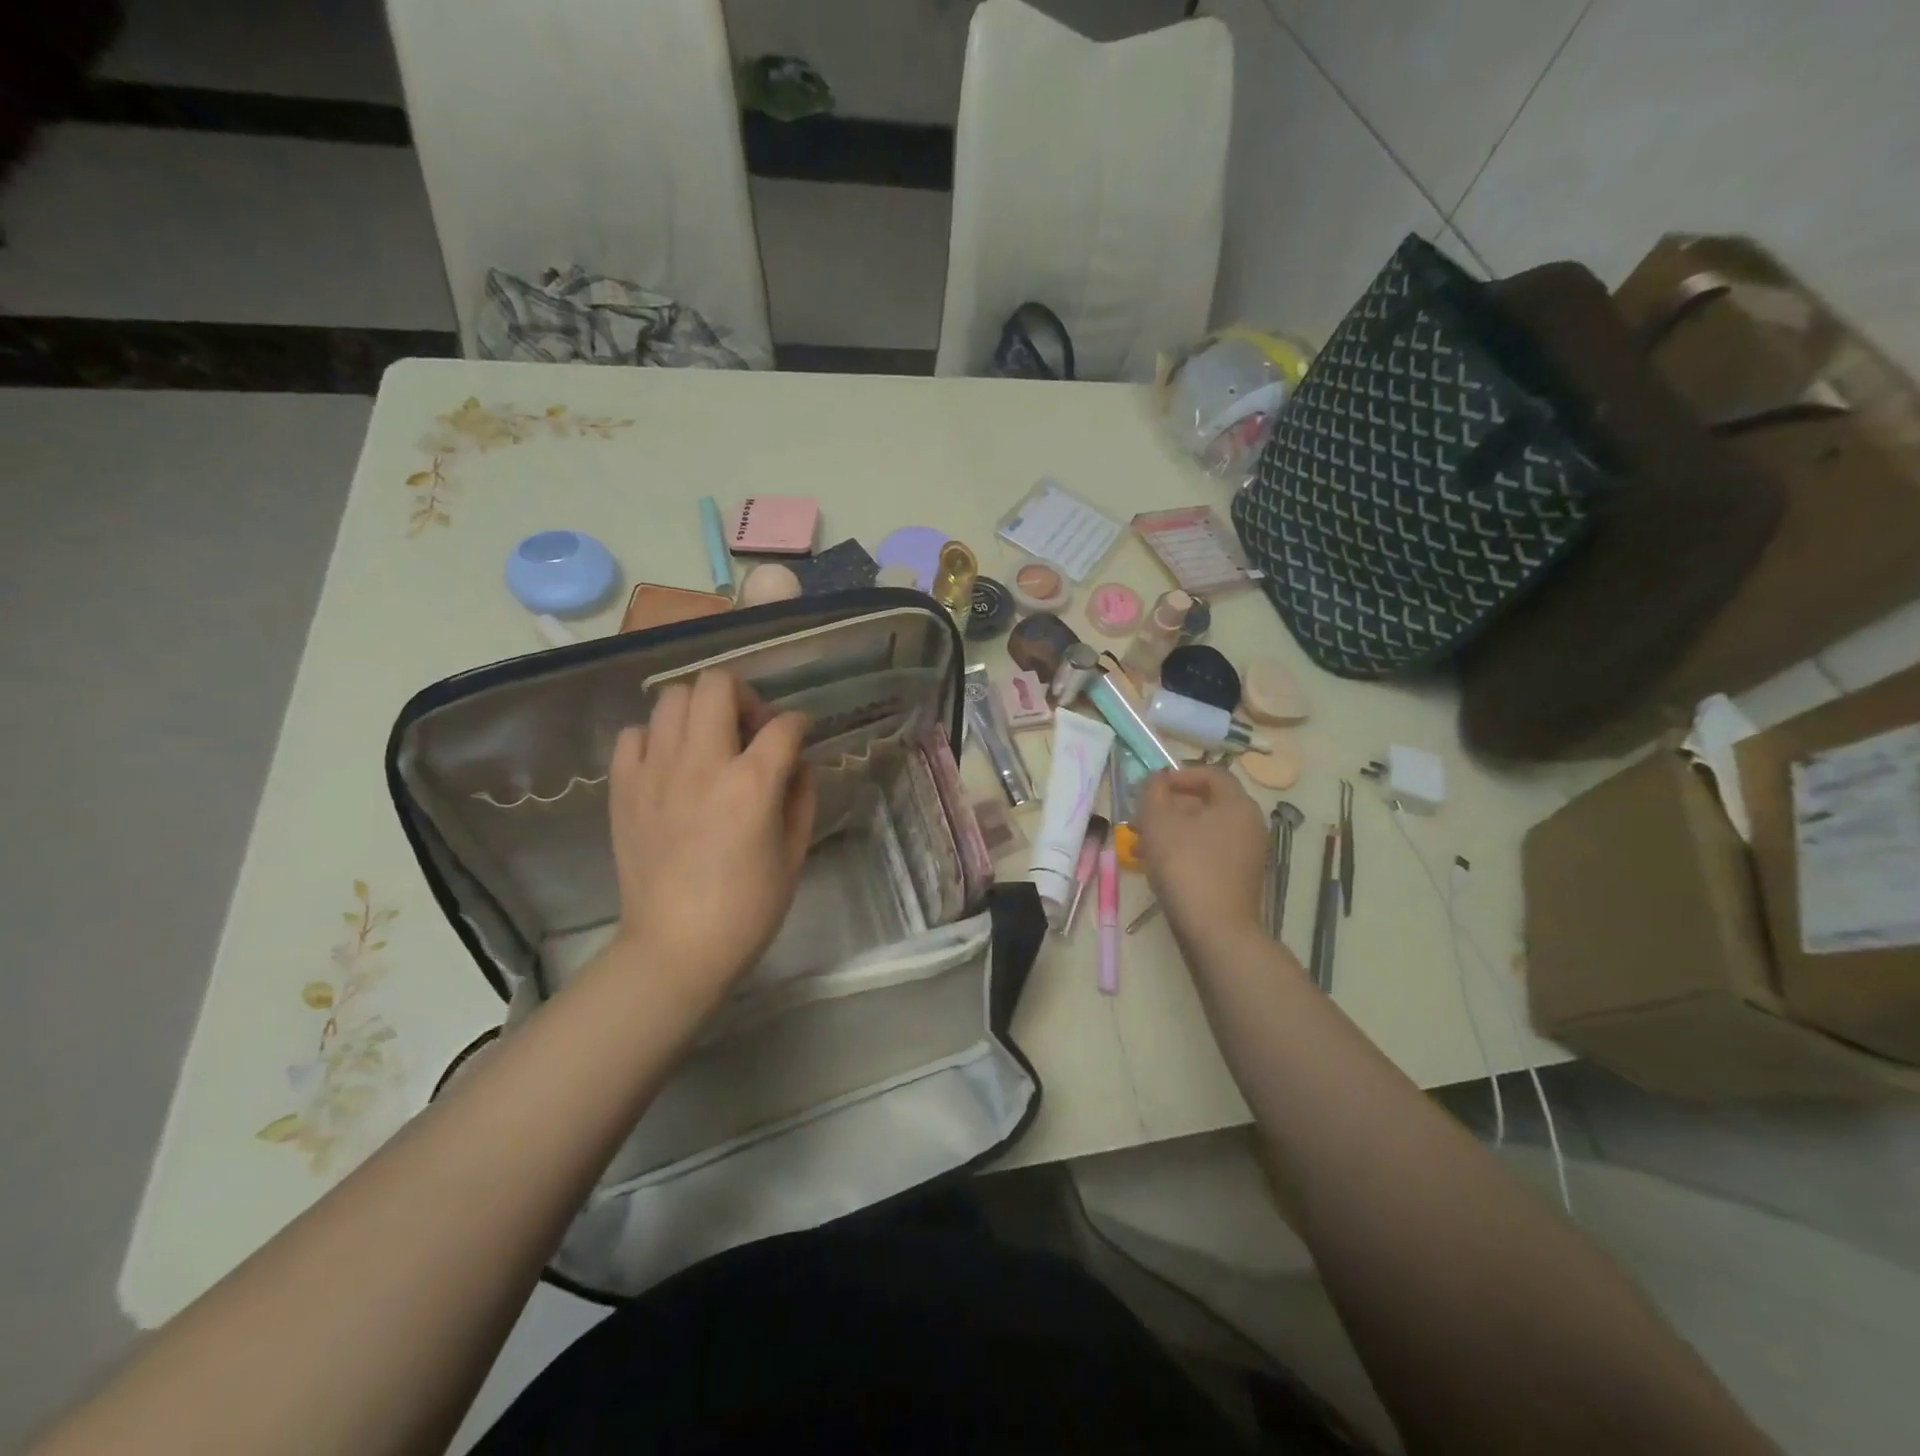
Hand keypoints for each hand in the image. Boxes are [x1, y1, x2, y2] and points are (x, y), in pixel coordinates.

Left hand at [606, 670, 815, 1003]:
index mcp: (752, 784)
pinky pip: (634, 734)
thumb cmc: (748, 907)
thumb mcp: (795, 852)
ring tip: (708, 743)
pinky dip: (656, 738)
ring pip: (672, 698)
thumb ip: (801, 795)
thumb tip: (796, 761)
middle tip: (749, 731)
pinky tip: (670, 764)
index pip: (784, 725)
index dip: (799, 724)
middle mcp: (702, 764)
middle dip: (744, 697)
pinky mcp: (624, 788)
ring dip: (699, 711)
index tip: (798, 736)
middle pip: (718, 685)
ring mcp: (656, 772)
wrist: (676, 947)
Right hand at [1137, 767, 1268, 950]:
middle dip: (1169, 806)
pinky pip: (1207, 852)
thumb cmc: (1186, 866)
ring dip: (1171, 830)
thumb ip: (1152, 792)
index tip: (1151, 787)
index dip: (1179, 774)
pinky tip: (1156, 865)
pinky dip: (1182, 850)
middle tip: (1140, 818)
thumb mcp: (1159, 821)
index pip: (1211, 774)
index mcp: (1237, 805)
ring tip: (1139, 845)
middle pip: (1206, 802)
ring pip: (1203, 830)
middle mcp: (1249, 825)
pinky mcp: (1237, 878)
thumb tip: (1156, 780)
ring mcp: (1246, 854)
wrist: (1215, 931)